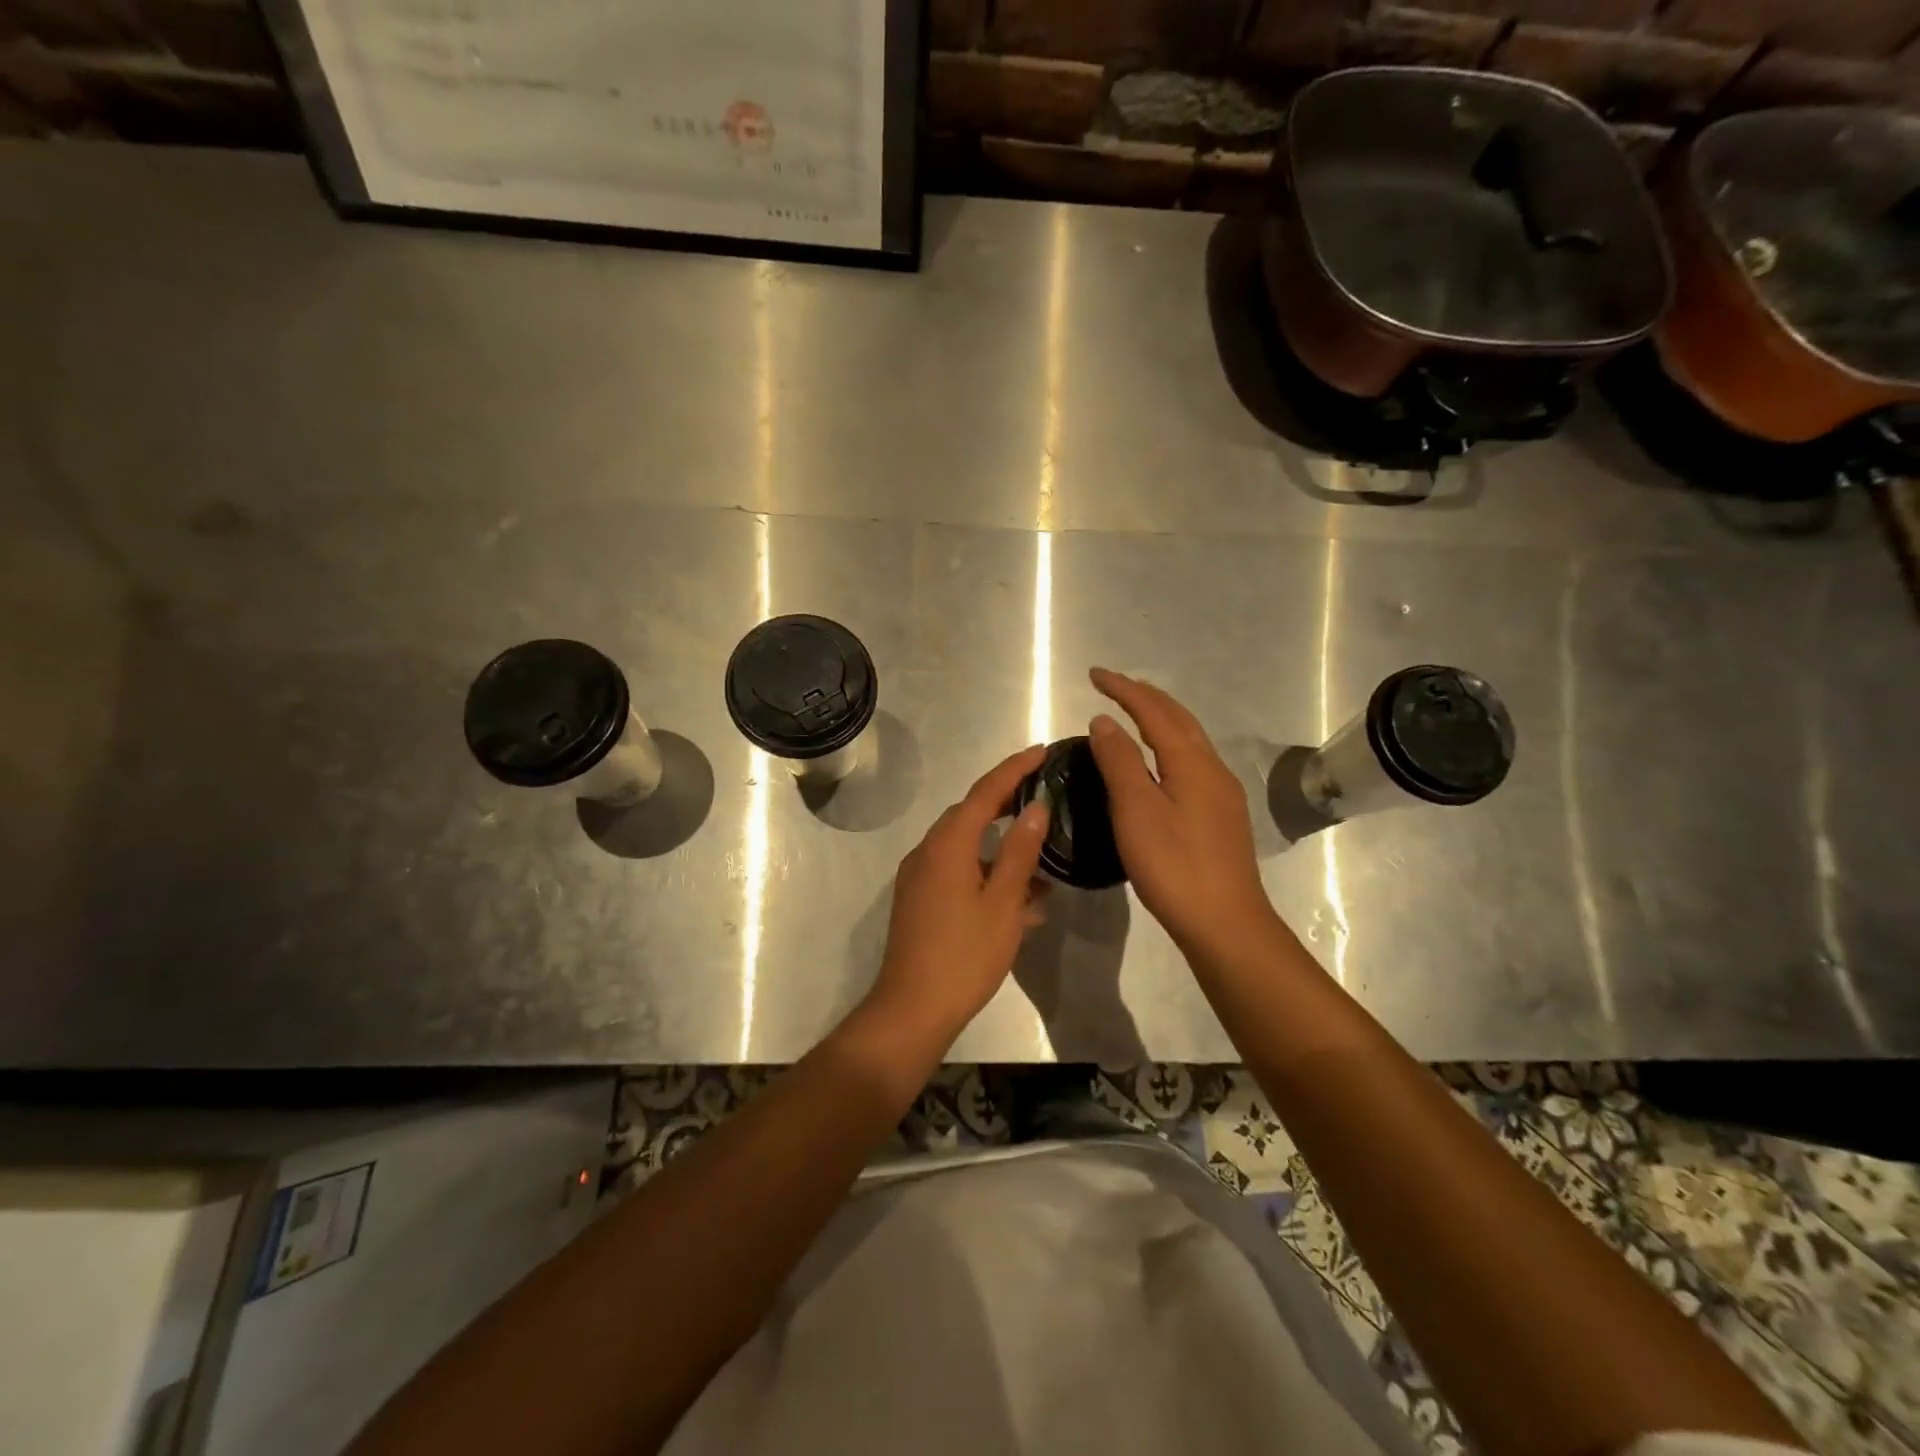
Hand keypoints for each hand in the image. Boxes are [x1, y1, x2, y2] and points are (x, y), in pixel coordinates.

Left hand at [864, 745, 1050, 1048]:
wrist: (911, 1010)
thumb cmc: (964, 955)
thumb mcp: (1002, 903)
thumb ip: (1019, 851)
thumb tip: (1036, 807)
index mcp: (947, 844)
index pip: (985, 792)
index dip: (1014, 769)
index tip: (1042, 750)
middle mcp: (928, 851)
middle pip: (971, 815)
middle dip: (1008, 804)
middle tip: (1044, 797)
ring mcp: (920, 877)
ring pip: (967, 848)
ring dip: (1002, 851)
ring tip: (1043, 863)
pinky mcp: (919, 901)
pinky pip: (958, 874)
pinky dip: (987, 877)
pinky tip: (1021, 902)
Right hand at [1086, 668, 1279, 963]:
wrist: (1225, 923)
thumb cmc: (1174, 865)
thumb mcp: (1136, 810)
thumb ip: (1120, 761)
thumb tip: (1104, 720)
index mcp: (1191, 762)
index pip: (1153, 711)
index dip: (1123, 689)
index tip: (1094, 675)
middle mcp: (1212, 768)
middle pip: (1178, 718)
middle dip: (1144, 697)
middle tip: (1112, 686)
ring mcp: (1221, 793)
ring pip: (1189, 740)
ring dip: (1159, 719)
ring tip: (1132, 714)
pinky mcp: (1221, 815)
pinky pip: (1191, 761)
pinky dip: (1168, 745)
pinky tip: (1157, 763)